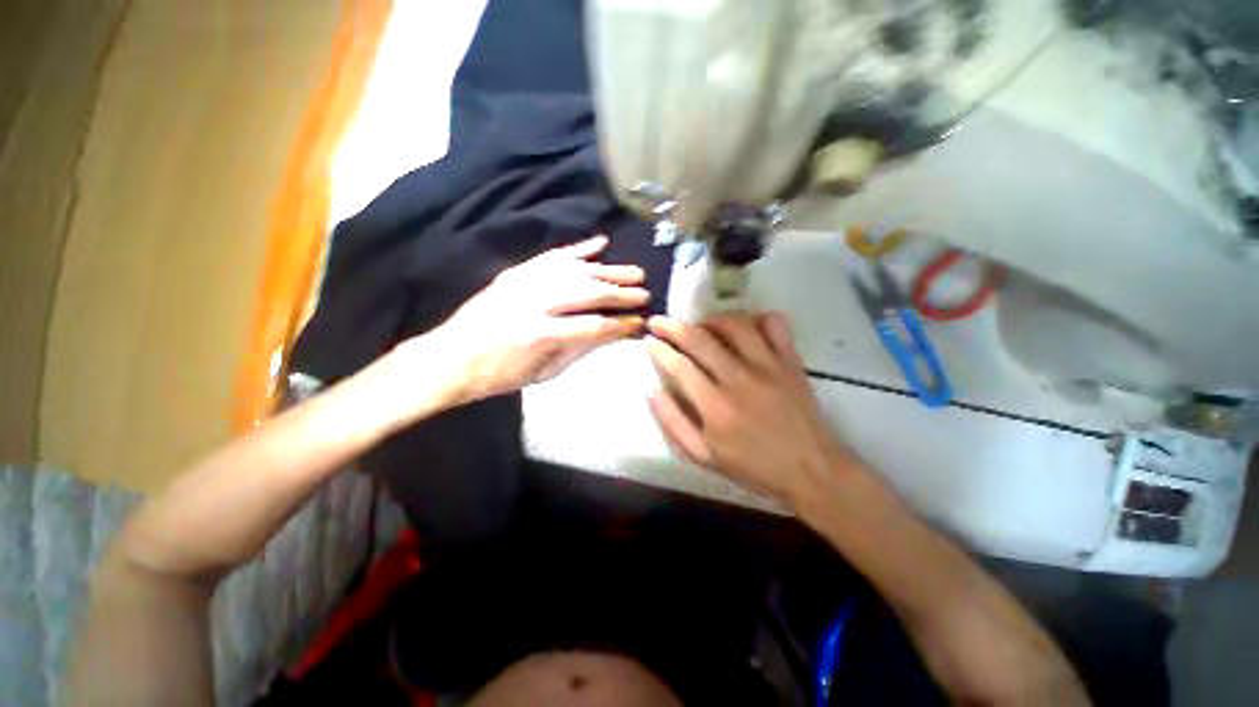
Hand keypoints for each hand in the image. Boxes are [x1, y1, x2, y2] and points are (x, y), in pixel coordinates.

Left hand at [421, 236, 647, 404]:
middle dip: (621, 293)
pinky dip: (579, 249)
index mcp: (541, 334)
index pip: (594, 326)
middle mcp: (535, 302)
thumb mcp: (544, 374)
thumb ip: (579, 350)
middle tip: (645, 292)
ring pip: (576, 270)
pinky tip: (600, 243)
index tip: (640, 323)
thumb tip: (610, 333)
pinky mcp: (516, 272)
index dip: (621, 325)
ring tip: (633, 272)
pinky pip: (553, 256)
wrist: (451, 357)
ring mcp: (524, 282)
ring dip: (608, 270)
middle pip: (589, 292)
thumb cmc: (500, 375)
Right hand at [645, 313, 851, 504]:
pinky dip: (758, 318)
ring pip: (734, 324)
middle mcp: (739, 378)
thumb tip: (652, 392)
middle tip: (660, 322)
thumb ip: (674, 423)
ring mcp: (768, 366)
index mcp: (715, 406)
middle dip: (672, 326)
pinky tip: (746, 328)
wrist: (812, 471)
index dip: (659, 349)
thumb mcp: (704, 457)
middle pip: (699, 338)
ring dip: (711, 319)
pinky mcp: (790, 361)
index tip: (648, 340)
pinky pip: (775, 324)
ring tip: (701, 326)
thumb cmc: (754, 467)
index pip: (679, 365)